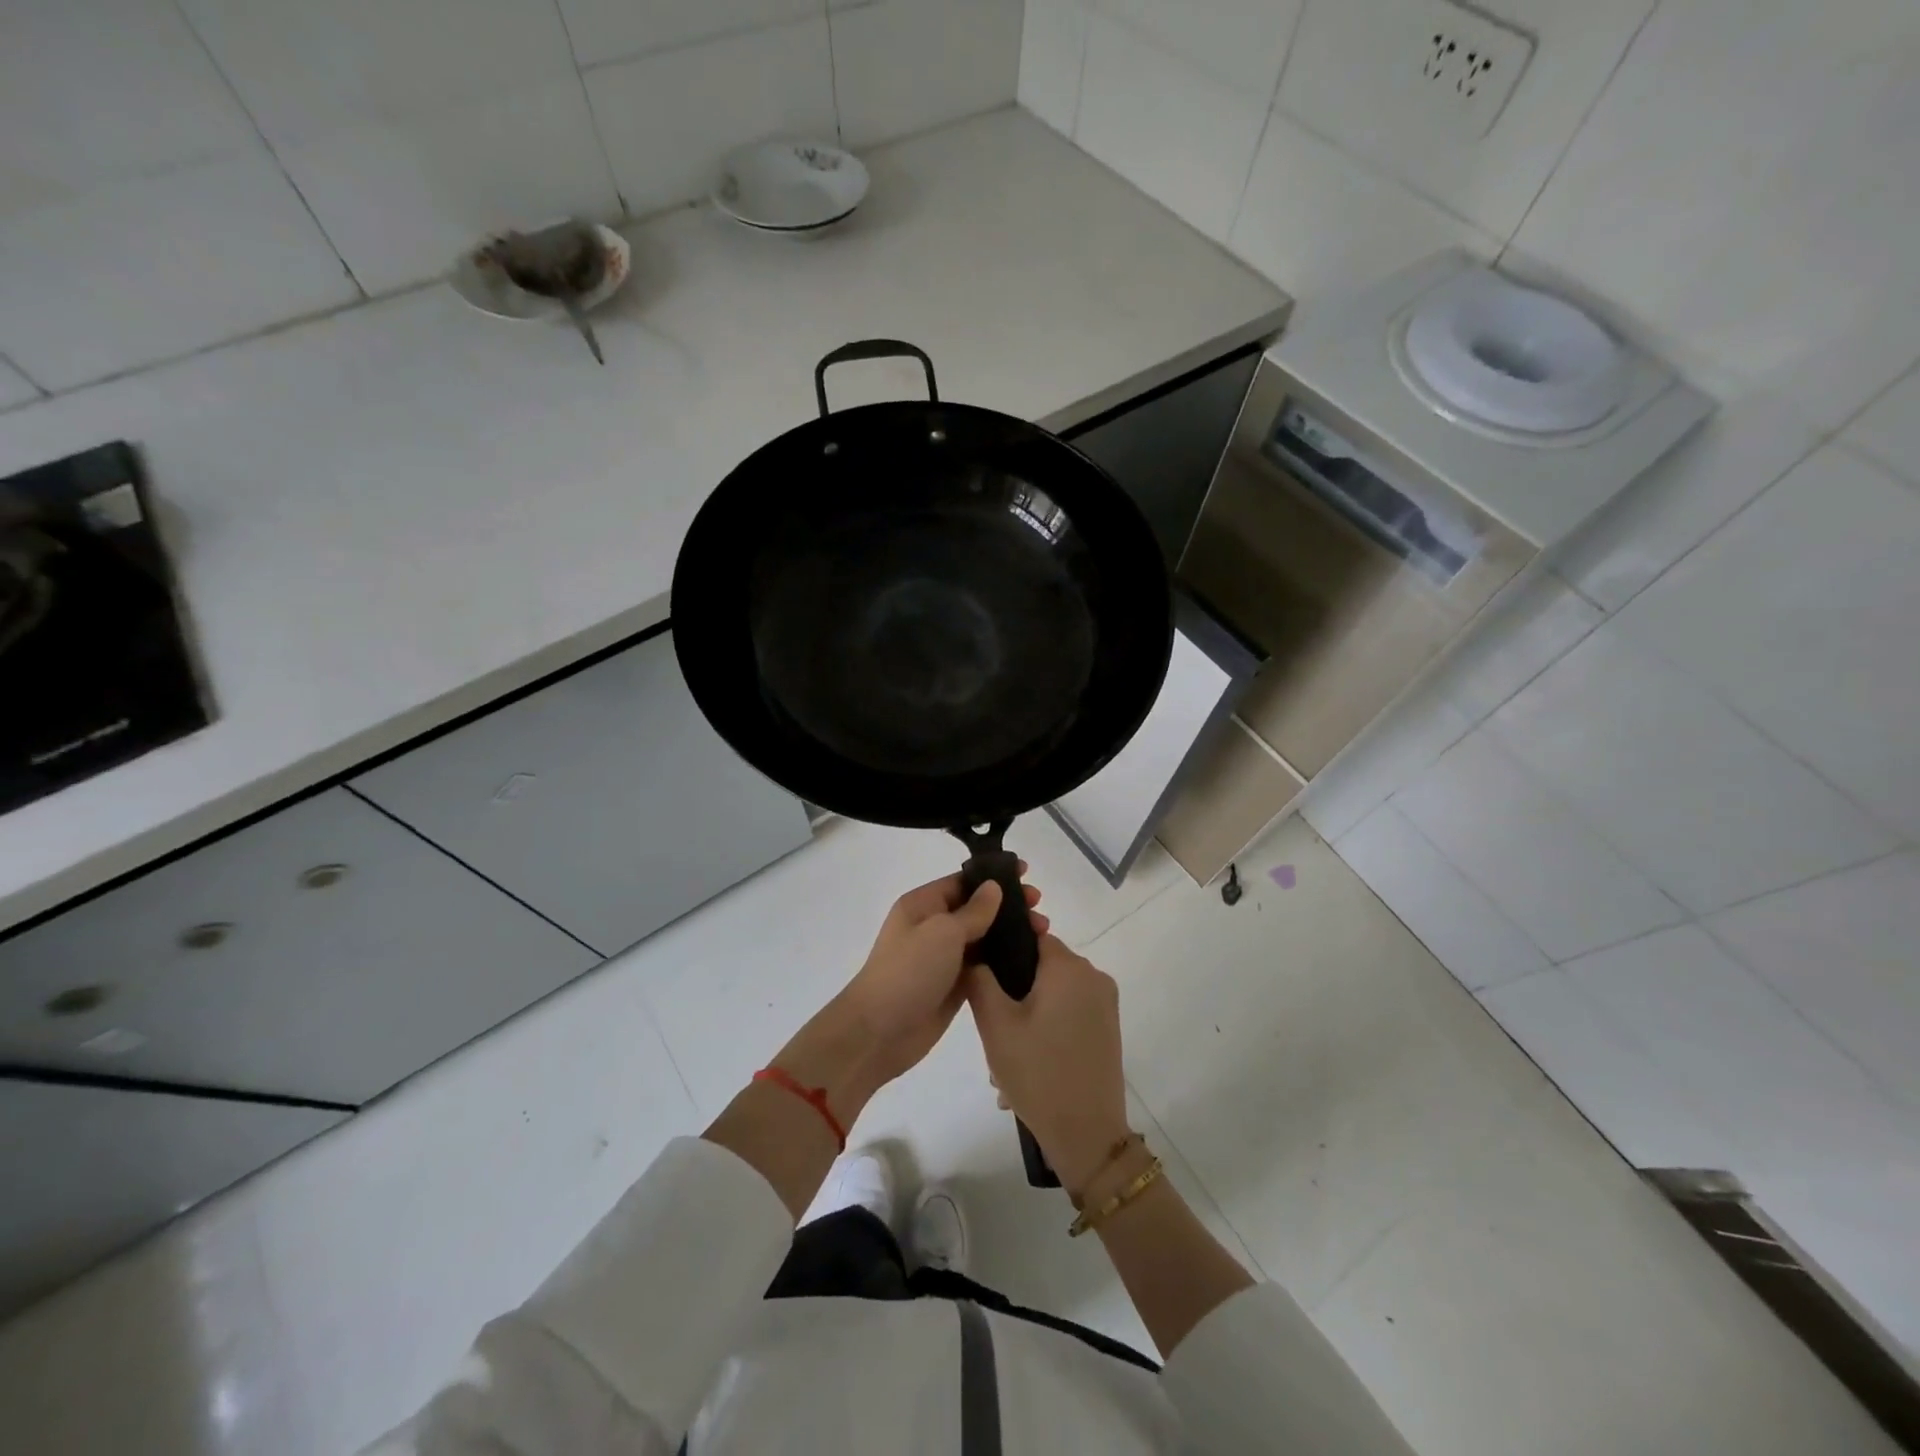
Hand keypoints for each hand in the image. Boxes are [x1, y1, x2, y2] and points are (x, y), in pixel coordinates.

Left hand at [778, 871, 1047, 1116]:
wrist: (879, 1032)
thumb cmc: (908, 971)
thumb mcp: (942, 932)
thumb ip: (973, 911)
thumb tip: (993, 887)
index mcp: (923, 905)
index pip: (963, 881)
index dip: (994, 877)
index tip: (1027, 874)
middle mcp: (933, 927)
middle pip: (976, 909)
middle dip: (1008, 906)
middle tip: (1039, 908)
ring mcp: (943, 958)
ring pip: (983, 938)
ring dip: (1010, 934)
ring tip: (1043, 933)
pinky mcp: (954, 986)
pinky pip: (983, 966)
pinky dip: (1004, 962)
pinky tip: (1030, 961)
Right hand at [966, 935, 1129, 1195]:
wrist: (1088, 1134)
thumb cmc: (1038, 1073)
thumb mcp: (995, 1024)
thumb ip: (980, 979)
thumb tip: (975, 954)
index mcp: (1068, 966)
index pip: (1031, 936)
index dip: (1005, 950)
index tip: (984, 976)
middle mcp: (1093, 975)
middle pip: (1042, 966)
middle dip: (1014, 989)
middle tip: (992, 1026)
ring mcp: (1105, 1004)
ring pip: (1054, 992)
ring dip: (1028, 1013)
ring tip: (1007, 1055)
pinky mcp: (1108, 1029)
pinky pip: (1069, 1012)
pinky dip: (1048, 1027)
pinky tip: (1029, 1062)